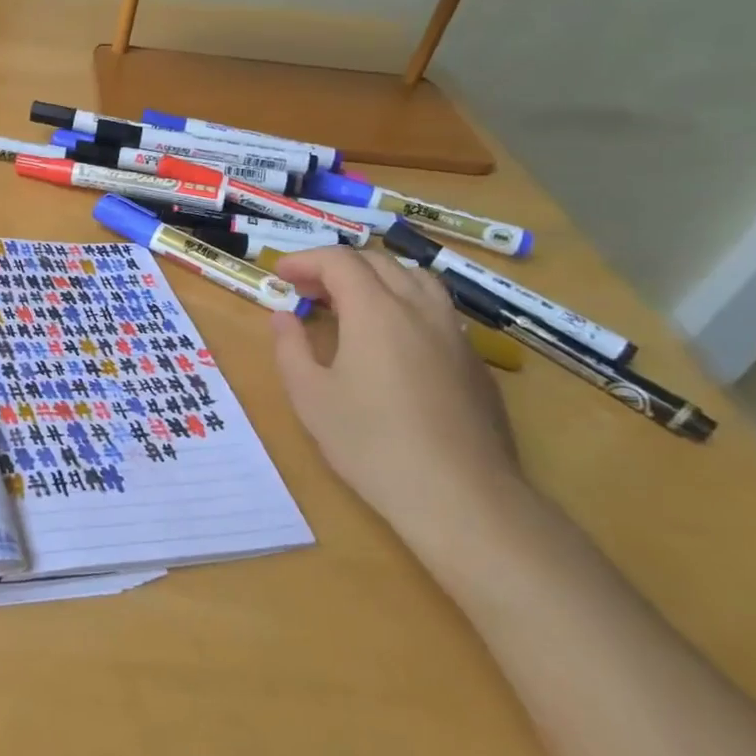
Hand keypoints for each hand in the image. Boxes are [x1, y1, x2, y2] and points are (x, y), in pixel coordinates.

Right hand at [268, 248, 522, 555]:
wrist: (459, 495)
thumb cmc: (371, 443)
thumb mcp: (310, 396)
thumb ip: (291, 348)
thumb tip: (284, 318)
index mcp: (376, 311)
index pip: (340, 261)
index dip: (306, 260)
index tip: (281, 274)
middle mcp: (419, 309)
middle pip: (380, 263)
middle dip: (338, 267)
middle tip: (307, 290)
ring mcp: (454, 334)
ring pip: (416, 280)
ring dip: (377, 279)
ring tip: (351, 305)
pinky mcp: (474, 362)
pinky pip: (436, 311)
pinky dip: (404, 305)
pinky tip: (391, 342)